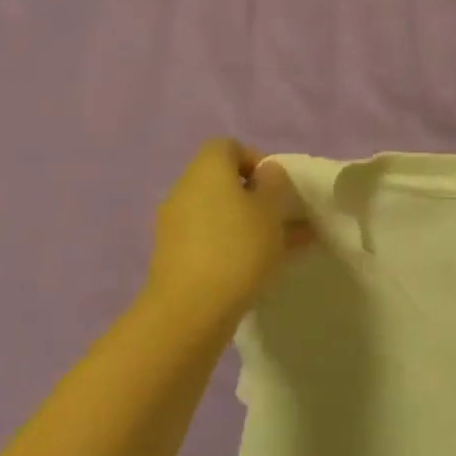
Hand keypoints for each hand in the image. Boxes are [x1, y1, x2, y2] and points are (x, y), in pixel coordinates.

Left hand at [145, 139, 310, 324]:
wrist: (191, 309)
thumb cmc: (238, 248)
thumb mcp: (270, 211)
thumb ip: (273, 184)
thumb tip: (265, 174)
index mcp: (207, 169)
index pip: (228, 146)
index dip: (255, 159)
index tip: (277, 186)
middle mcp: (185, 189)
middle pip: (222, 181)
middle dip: (254, 197)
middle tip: (282, 218)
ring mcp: (175, 224)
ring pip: (219, 213)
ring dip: (247, 223)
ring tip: (282, 247)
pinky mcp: (173, 255)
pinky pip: (209, 238)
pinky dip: (232, 244)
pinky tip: (258, 266)